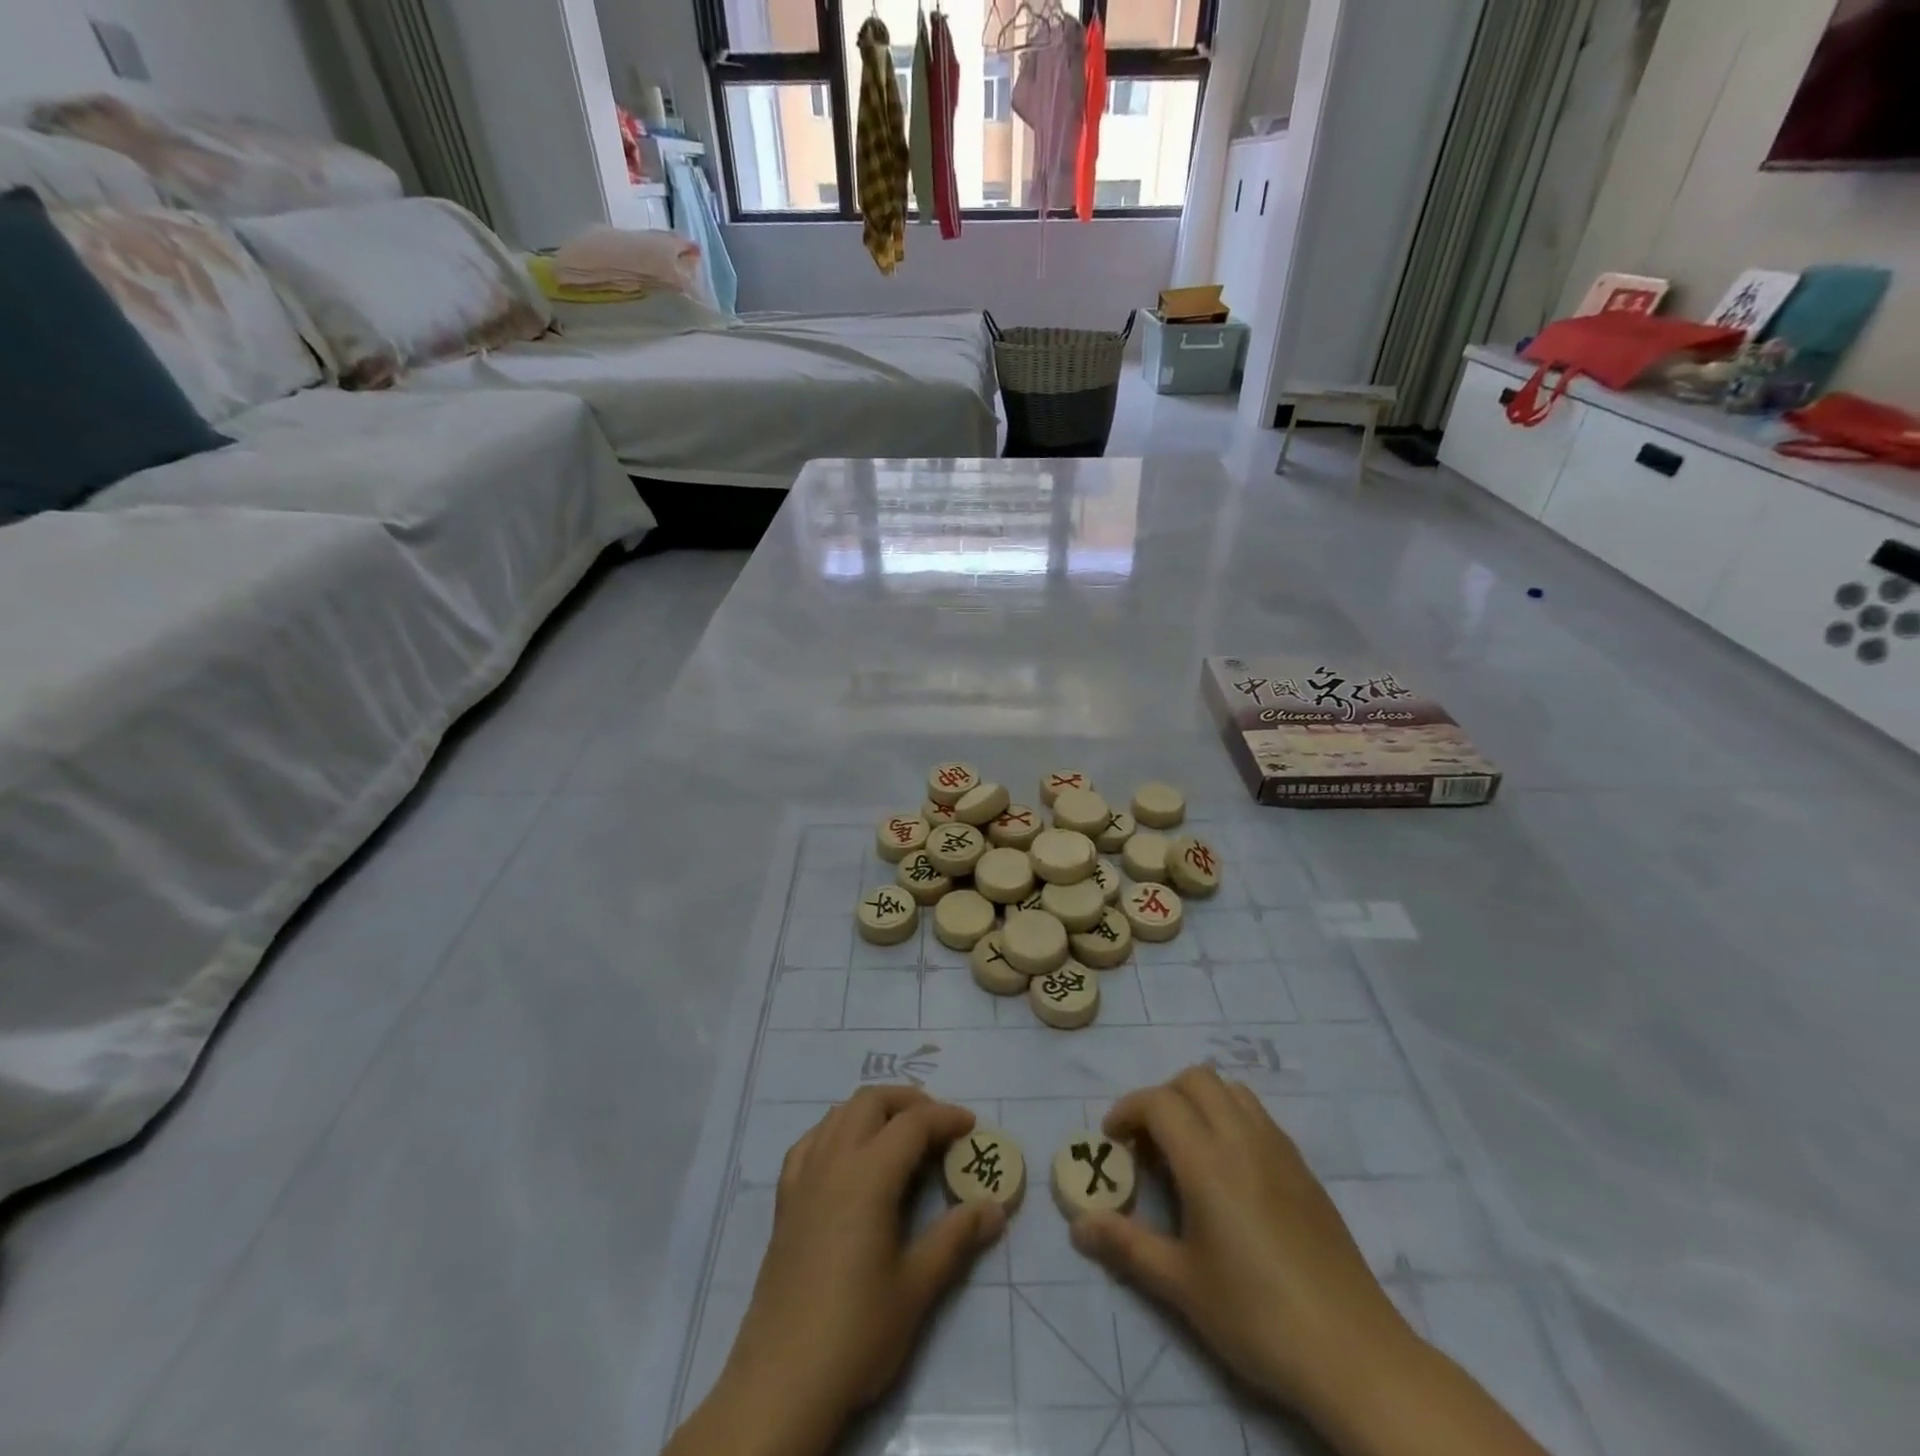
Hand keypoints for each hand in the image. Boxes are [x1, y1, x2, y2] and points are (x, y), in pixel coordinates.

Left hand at [700, 1087, 1005, 1455]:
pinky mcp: (785, 1201)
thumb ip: (956, 1238)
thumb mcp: (916, 1287)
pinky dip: (836, 1132)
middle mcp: (833, 1162)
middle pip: (871, 1101)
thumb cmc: (856, 1332)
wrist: (781, 1382)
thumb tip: (994, 1208)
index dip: (945, 1117)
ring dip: (872, 1111)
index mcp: (868, 1175)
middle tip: (937, 1126)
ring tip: (899, 1137)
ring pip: (838, 1114)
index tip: (970, 1126)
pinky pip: (810, 1142)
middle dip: (908, 1101)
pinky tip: (847, 1157)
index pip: (912, 1123)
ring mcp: (803, 1178)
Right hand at [1070, 1067, 1414, 1422]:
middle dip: (1162, 1097)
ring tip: (1189, 1149)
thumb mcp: (1181, 1285)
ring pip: (1231, 1090)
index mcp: (1207, 1160)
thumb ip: (1126, 1246)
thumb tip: (1078, 1225)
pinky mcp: (1304, 1169)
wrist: (1353, 1353)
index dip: (1127, 1110)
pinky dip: (1232, 1118)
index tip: (1112, 1141)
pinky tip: (1231, 1172)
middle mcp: (1242, 1138)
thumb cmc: (1257, 1316)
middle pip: (1195, 1079)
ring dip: (1200, 1102)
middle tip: (1148, 1142)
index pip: (1158, 1101)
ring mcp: (1279, 1149)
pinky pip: (1259, 1116)